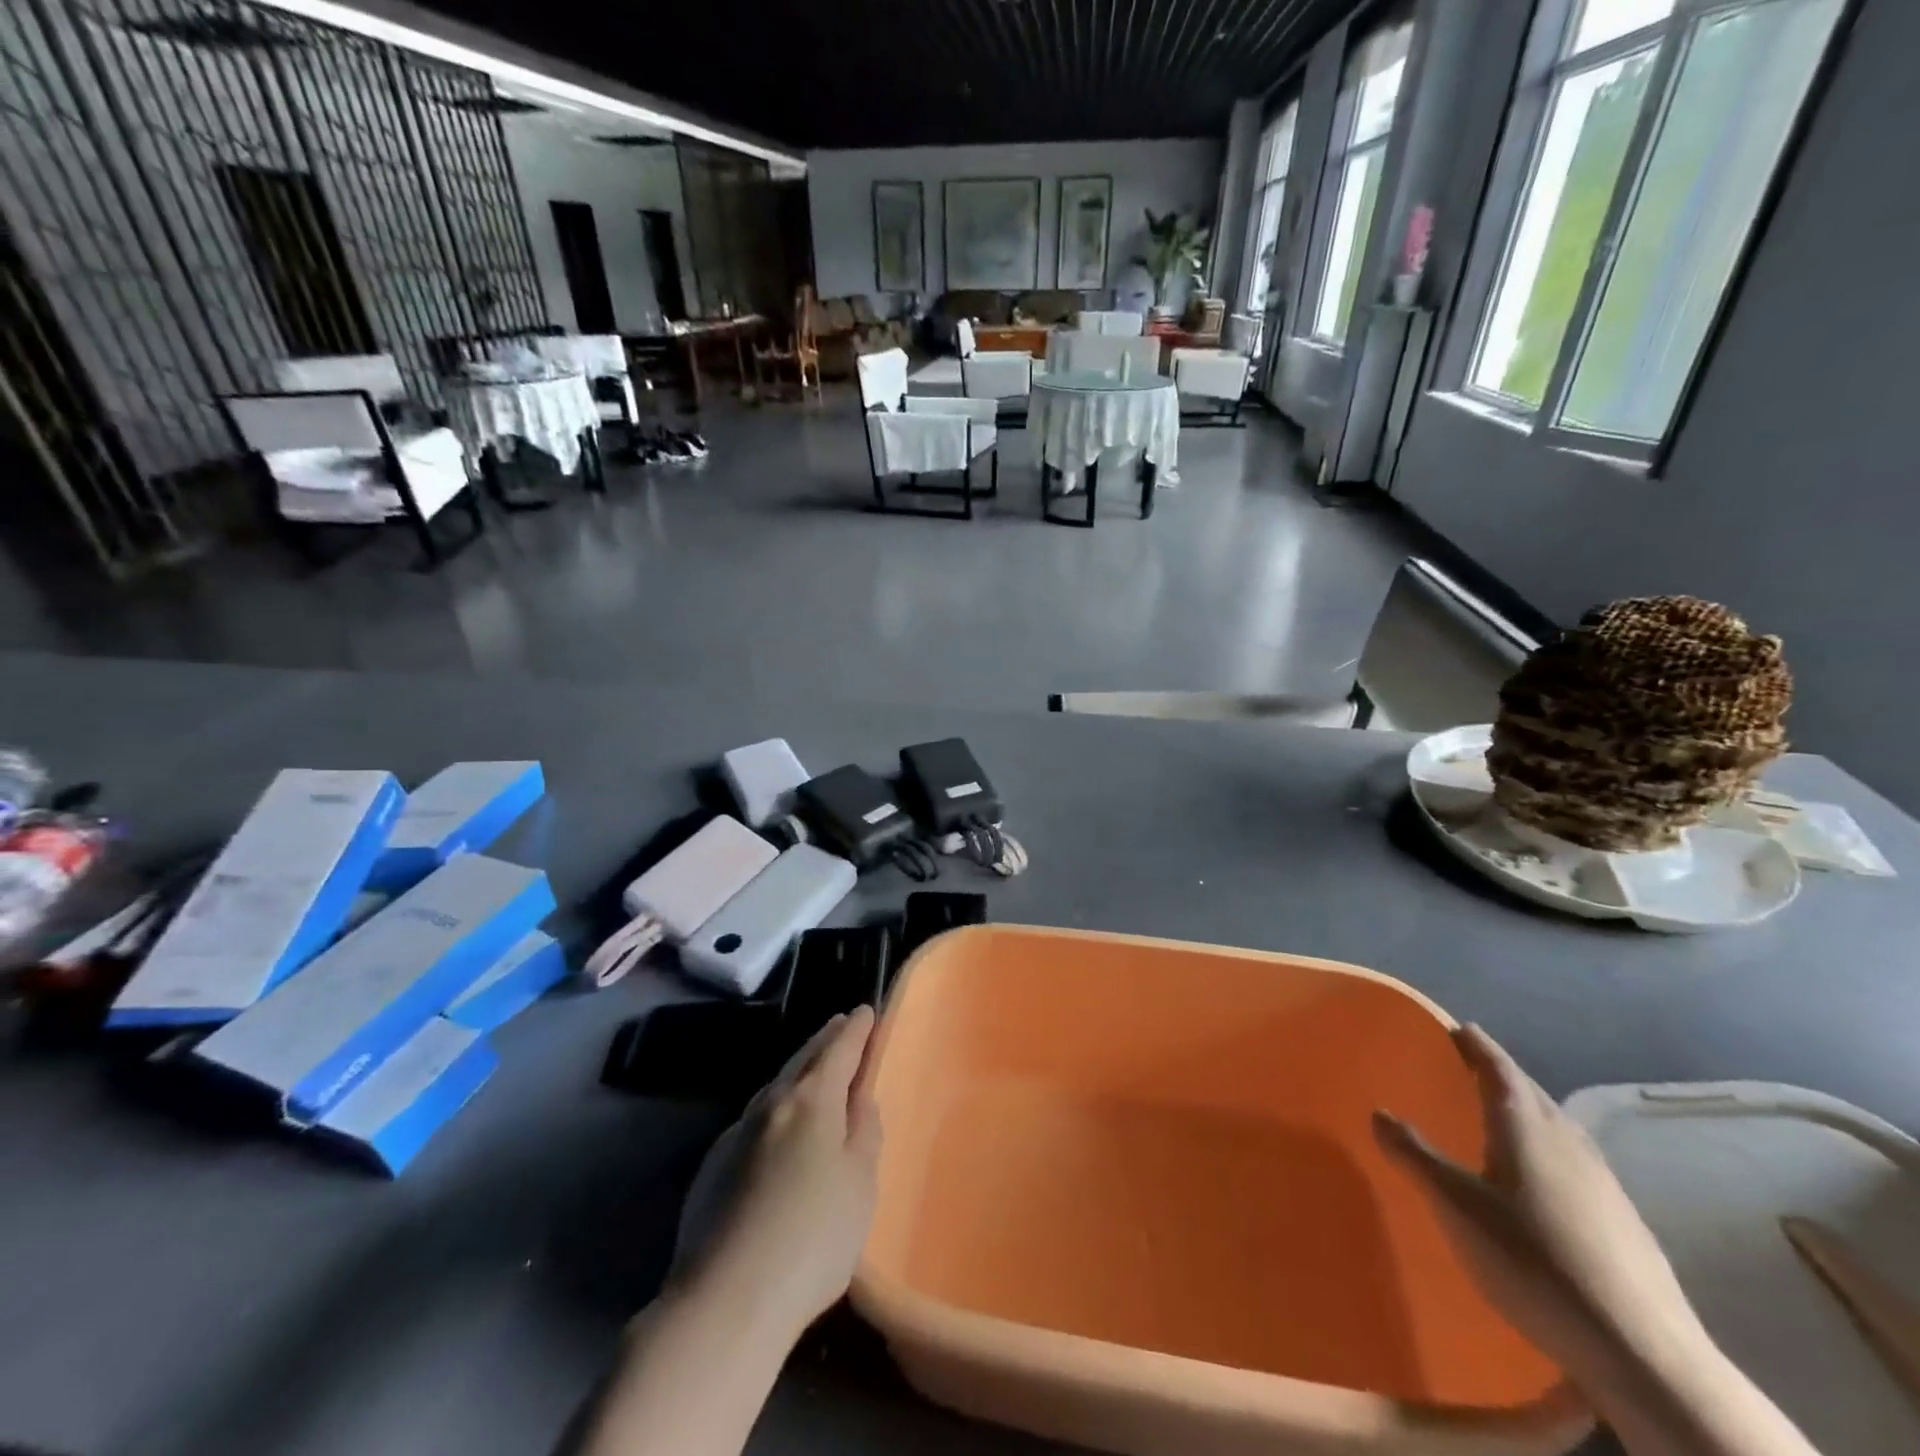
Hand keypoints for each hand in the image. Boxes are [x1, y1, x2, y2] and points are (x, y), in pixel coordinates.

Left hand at [686, 1009, 882, 1341]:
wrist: (726, 1299)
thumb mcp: (860, 1184)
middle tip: (841, 1025)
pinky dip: (776, 1107)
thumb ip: (863, 1131)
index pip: (839, 1048)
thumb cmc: (814, 1237)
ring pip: (776, 1086)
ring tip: (813, 1069)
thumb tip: (858, 1098)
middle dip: (825, 1040)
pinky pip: (755, 1119)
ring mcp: (736, 1133)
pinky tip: (778, 1128)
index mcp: (812, 1099)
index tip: (867, 1011)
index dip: (856, 1029)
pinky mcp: (713, 1166)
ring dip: (798, 1071)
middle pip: (803, 1059)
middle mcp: (772, 1103)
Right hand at [1373, 1025, 1706, 1378]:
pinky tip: (1540, 1183)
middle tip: (1469, 1067)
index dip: (1476, 1045)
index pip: (1498, 1067)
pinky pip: (1574, 1164)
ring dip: (1527, 1112)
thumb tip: (1379, 1112)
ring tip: (1500, 1118)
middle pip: (1531, 1093)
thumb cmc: (1533, 1260)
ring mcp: (1604, 1183)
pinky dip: (1548, 1152)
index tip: (1458, 1028)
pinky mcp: (1624, 1223)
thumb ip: (1414, 1155)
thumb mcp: (1455, 1204)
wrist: (1643, 1354)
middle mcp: (1567, 1141)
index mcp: (1526, 1125)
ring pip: (1557, 1128)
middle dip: (1500, 1075)